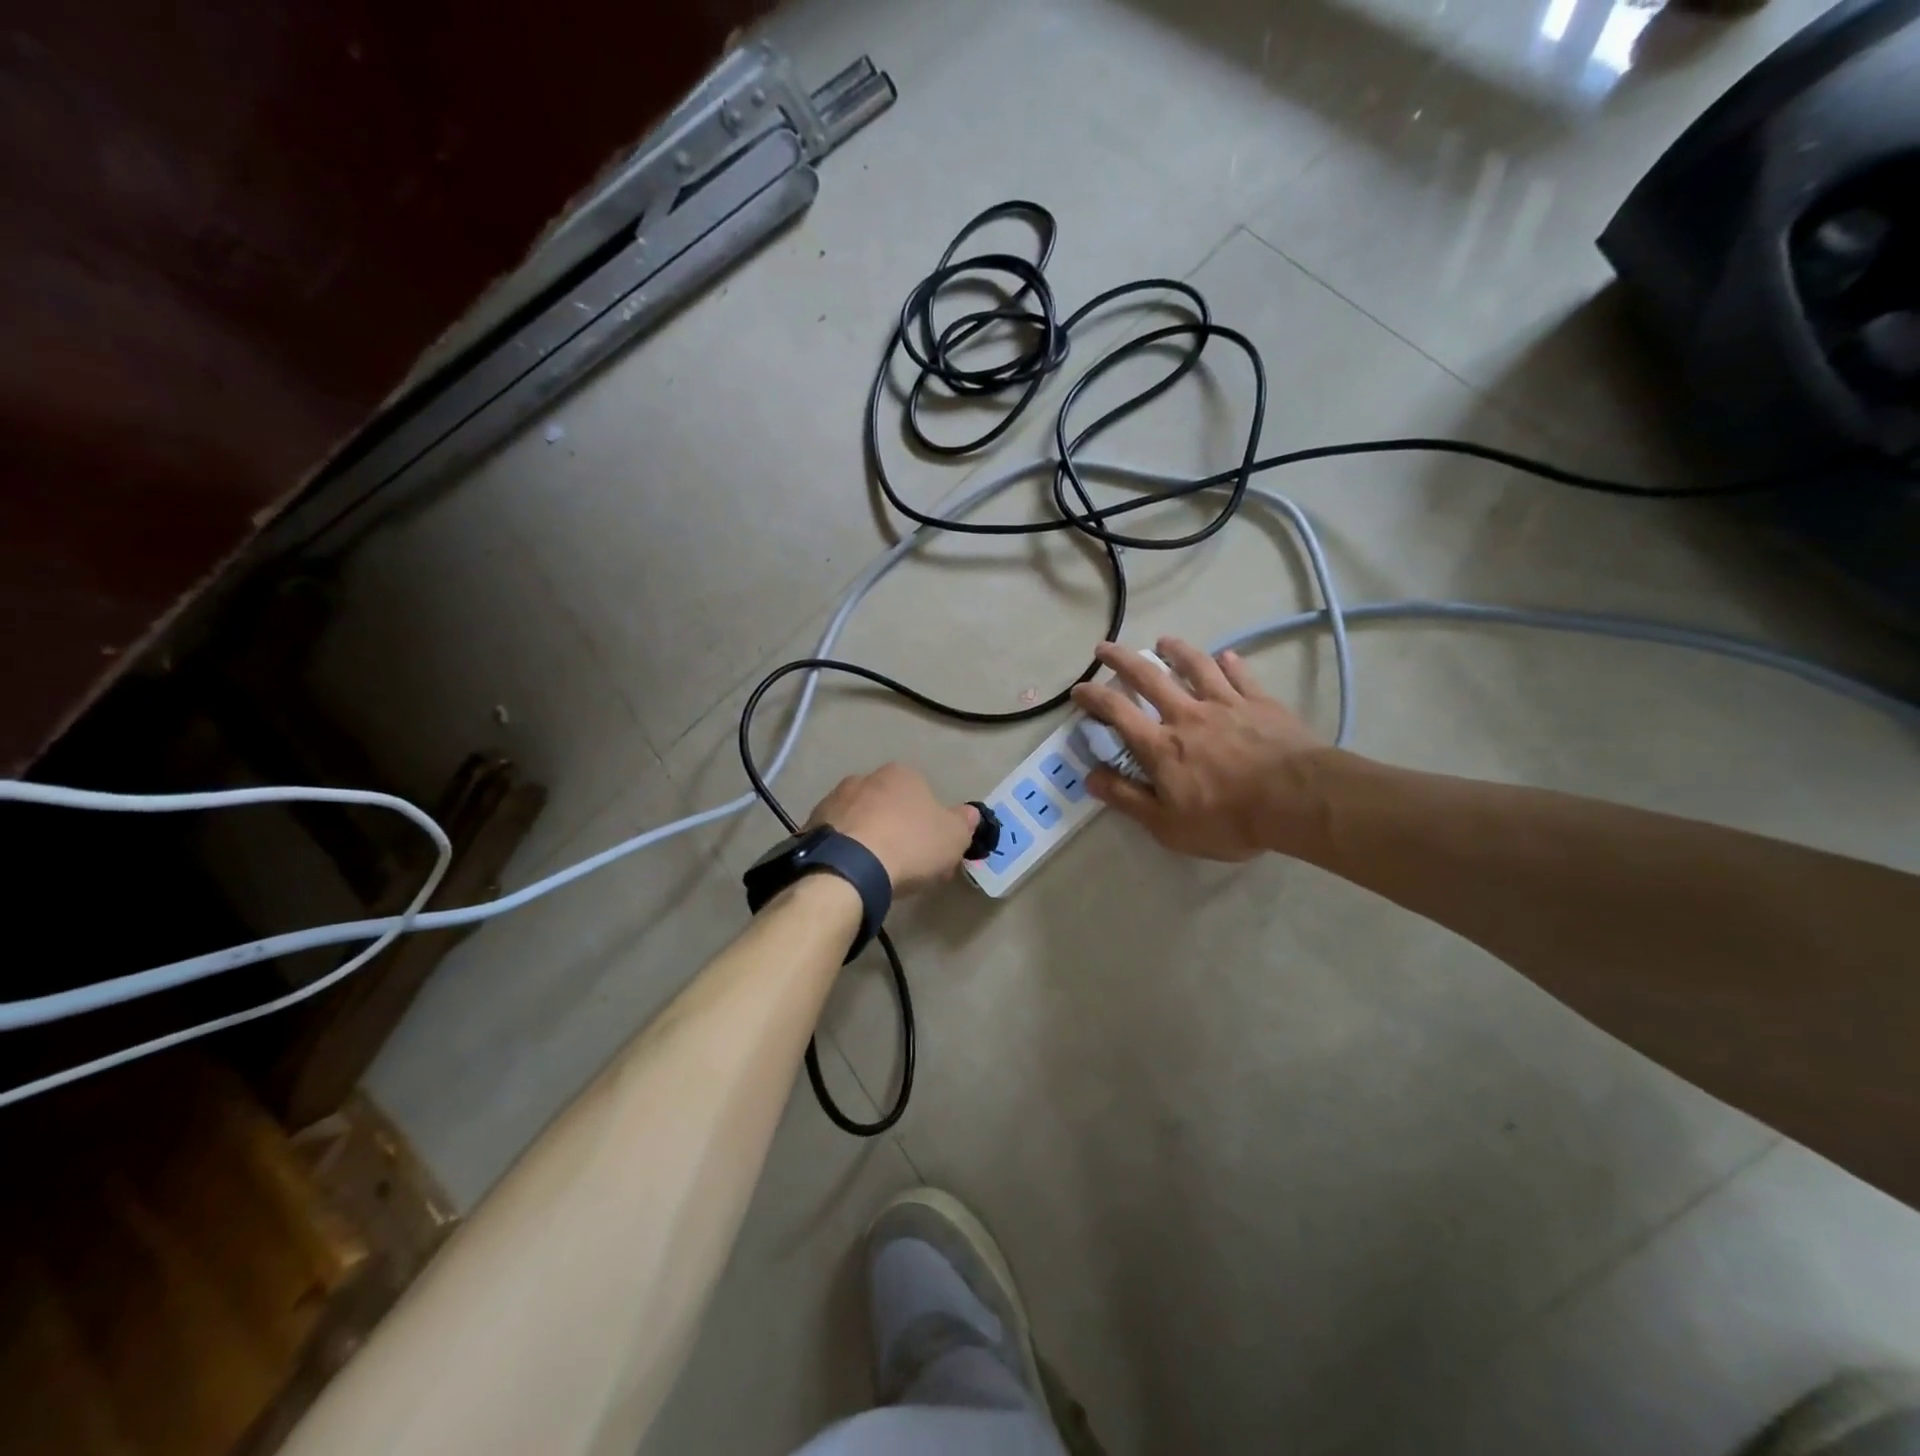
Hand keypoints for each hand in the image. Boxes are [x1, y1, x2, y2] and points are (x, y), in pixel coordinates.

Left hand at [806, 763, 979, 894]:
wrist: (849, 867)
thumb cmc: (909, 844)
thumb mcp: (953, 837)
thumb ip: (964, 822)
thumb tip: (969, 813)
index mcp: (901, 774)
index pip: (922, 794)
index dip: (931, 824)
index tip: (934, 851)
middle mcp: (864, 778)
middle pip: (889, 805)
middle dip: (899, 829)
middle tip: (909, 865)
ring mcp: (833, 800)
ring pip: (861, 820)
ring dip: (871, 839)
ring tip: (878, 874)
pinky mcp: (811, 825)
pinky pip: (838, 838)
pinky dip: (847, 852)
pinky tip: (854, 874)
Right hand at [1070, 638, 1329, 861]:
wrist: (1298, 800)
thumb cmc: (1228, 819)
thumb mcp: (1167, 825)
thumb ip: (1127, 798)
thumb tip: (1089, 777)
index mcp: (1161, 746)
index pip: (1117, 713)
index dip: (1093, 697)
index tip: (1078, 688)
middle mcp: (1187, 715)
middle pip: (1148, 677)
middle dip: (1122, 659)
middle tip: (1104, 646)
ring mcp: (1226, 704)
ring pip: (1194, 667)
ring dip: (1175, 650)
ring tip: (1163, 640)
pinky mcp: (1260, 703)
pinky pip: (1241, 676)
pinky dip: (1230, 663)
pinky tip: (1225, 656)